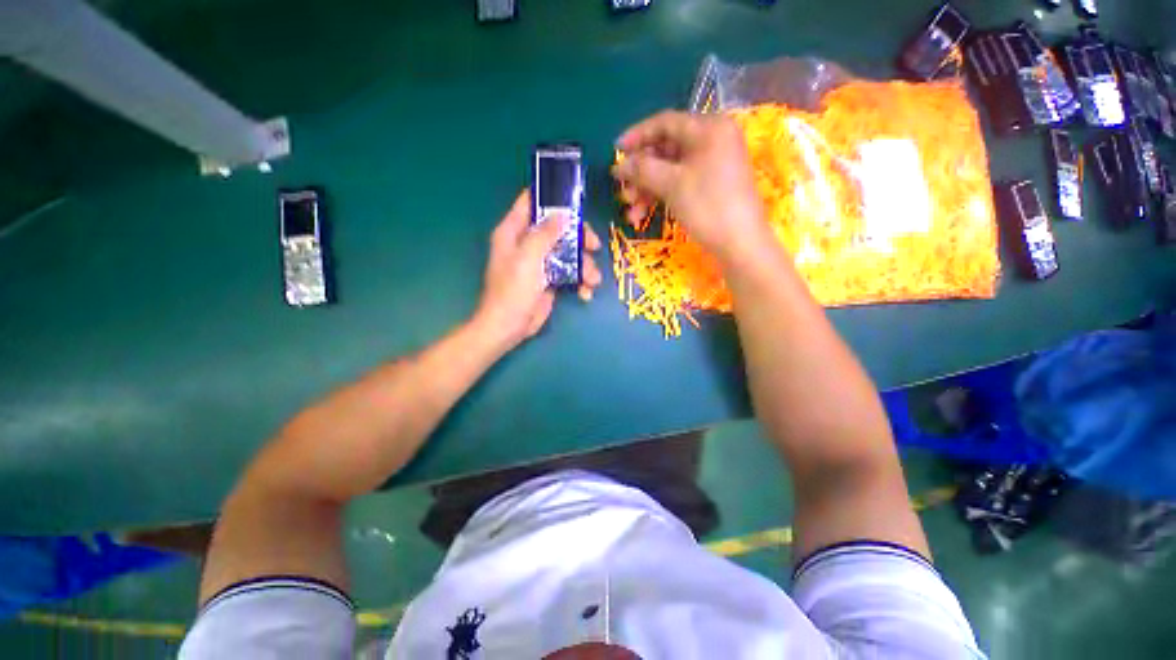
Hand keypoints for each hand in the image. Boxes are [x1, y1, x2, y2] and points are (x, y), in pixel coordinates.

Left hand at [473, 189, 602, 348]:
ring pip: (569, 252)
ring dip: (585, 265)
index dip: (550, 196)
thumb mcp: (528, 257)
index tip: (574, 197)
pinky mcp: (551, 280)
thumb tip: (562, 214)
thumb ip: (545, 233)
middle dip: (578, 237)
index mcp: (514, 232)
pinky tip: (585, 293)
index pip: (530, 202)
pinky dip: (580, 282)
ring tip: (592, 280)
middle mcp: (528, 243)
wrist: (510, 326)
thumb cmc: (513, 290)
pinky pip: (570, 273)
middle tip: (594, 245)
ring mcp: (541, 262)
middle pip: (558, 228)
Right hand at [612, 111, 769, 263]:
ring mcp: (713, 164)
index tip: (616, 150)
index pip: (665, 122)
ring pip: (670, 170)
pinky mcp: (710, 185)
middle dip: (641, 172)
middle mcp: (712, 140)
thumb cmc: (708, 207)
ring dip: (647, 189)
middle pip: (666, 149)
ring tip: (631, 211)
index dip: (637, 135)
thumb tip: (618, 165)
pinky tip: (643, 215)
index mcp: (709, 128)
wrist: (739, 244)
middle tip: (623, 190)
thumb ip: (642, 169)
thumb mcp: (672, 185)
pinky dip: (661, 196)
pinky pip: (680, 183)